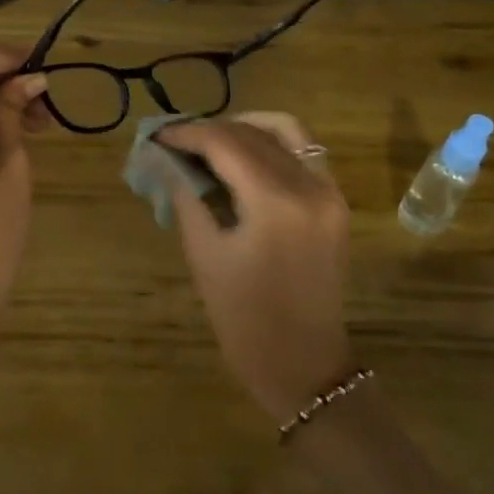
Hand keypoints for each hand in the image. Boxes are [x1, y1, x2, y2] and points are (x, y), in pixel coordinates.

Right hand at [159, 113, 352, 422]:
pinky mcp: (335, 202)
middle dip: (210, 130)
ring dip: (244, 128)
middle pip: (253, 134)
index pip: (226, 144)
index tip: (158, 136)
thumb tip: (164, 158)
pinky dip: (273, 141)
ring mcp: (329, 192)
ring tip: (210, 141)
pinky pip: (305, 151)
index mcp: (275, 203)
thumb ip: (185, 195)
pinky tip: (244, 153)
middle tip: (176, 140)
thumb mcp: (204, 254)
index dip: (188, 134)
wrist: (303, 365)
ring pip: (285, 132)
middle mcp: (309, 186)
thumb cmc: (244, 318)